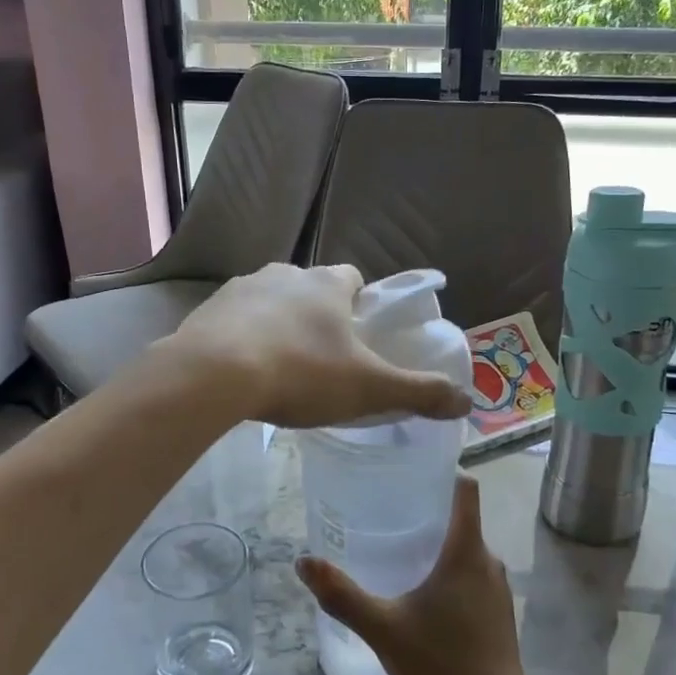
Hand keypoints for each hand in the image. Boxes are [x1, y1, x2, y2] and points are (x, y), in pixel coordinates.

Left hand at [165, 263, 471, 429]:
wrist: (214, 375)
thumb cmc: (302, 373)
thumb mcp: (369, 389)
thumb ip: (419, 393)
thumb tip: (467, 400)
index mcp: (327, 284)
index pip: (353, 278)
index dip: (360, 305)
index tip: (360, 336)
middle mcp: (285, 274)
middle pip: (311, 290)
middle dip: (319, 317)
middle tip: (323, 360)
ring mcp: (242, 288)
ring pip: (271, 303)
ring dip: (280, 326)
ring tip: (281, 369)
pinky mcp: (208, 309)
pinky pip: (235, 321)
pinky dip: (243, 339)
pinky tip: (243, 372)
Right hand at [298, 476, 529, 674]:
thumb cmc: (441, 665)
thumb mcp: (384, 629)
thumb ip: (343, 595)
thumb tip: (304, 561)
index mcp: (466, 552)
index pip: (465, 490)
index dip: (443, 473)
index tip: (411, 472)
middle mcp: (488, 561)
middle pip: (462, 518)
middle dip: (428, 512)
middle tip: (387, 513)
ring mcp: (498, 588)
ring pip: (467, 549)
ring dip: (438, 544)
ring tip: (398, 550)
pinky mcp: (499, 612)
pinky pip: (473, 573)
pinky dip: (449, 570)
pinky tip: (422, 593)